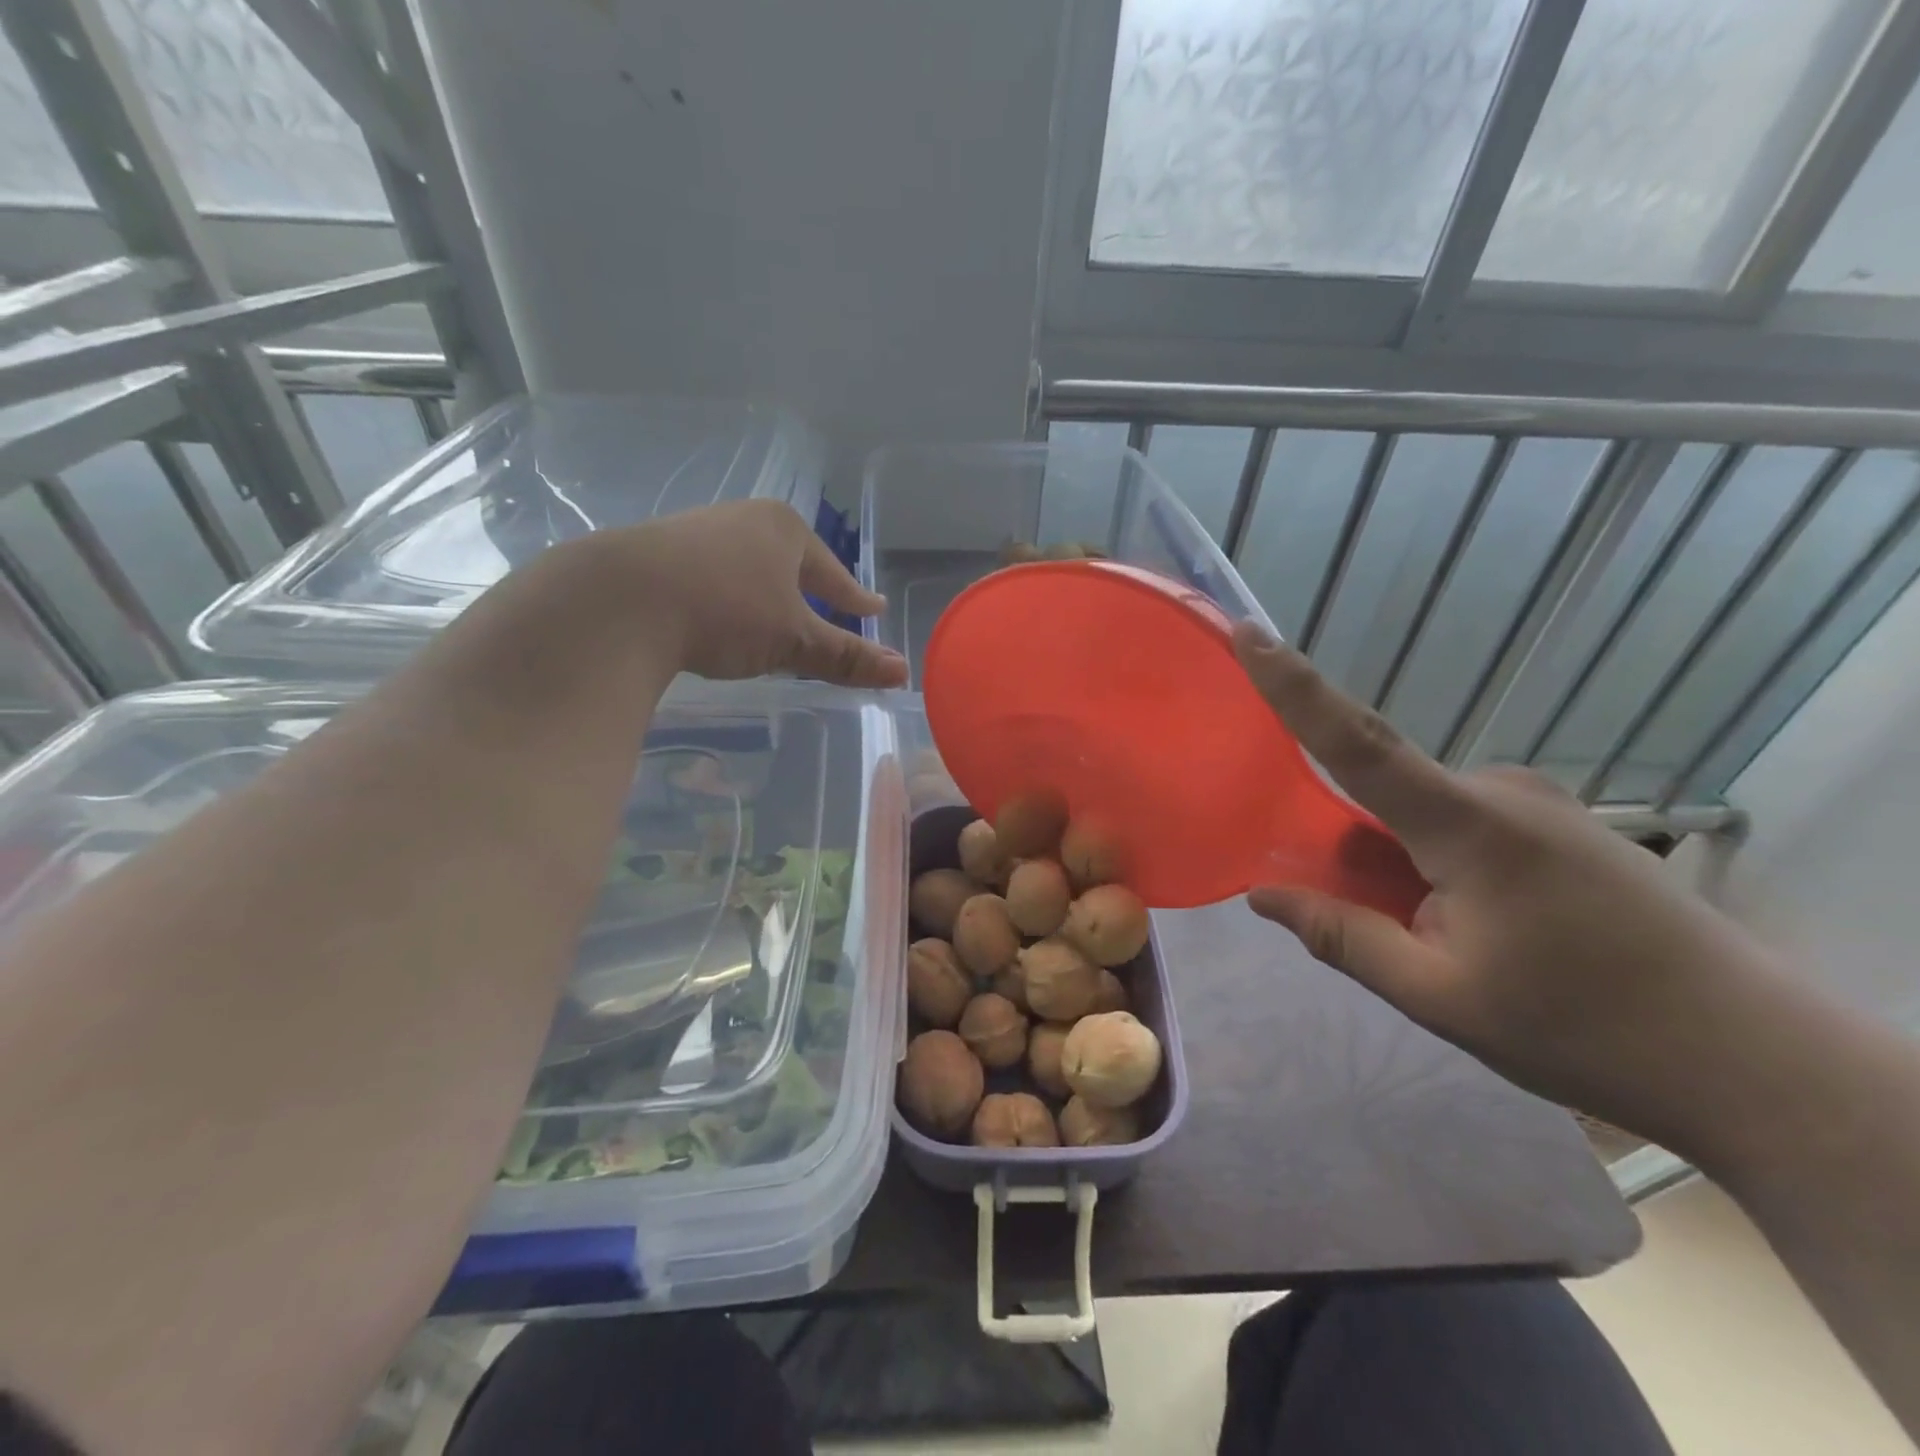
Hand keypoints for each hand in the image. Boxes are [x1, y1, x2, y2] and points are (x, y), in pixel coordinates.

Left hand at [568, 500, 906, 687]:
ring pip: (747, 567)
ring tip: (773, 616)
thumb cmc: (726, 611)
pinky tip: (717, 615)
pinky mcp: (656, 553)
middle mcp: (742, 519)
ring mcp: (695, 531)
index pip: (832, 572)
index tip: (872, 609)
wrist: (620, 600)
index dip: (854, 598)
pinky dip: (724, 597)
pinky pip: (709, 576)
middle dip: (808, 590)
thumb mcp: (794, 640)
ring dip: (764, 592)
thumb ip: (846, 657)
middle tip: (827, 611)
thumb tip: (903, 672)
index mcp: (784, 529)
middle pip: (790, 562)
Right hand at [1232, 621, 1790, 1155]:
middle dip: (1352, 842)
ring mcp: (1537, 803)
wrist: (1758, 1061)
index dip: (1296, 687)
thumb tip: (1262, 895)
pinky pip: (1459, 822)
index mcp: (1468, 825)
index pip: (1357, 742)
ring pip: (1420, 814)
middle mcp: (1500, 791)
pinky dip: (1434, 861)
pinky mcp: (1559, 822)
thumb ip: (1343, 937)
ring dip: (1400, 863)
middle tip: (1382, 920)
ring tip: (1444, 942)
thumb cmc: (1586, 1029)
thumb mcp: (1441, 997)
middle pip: (1382, 789)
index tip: (1251, 634)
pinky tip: (1479, 927)